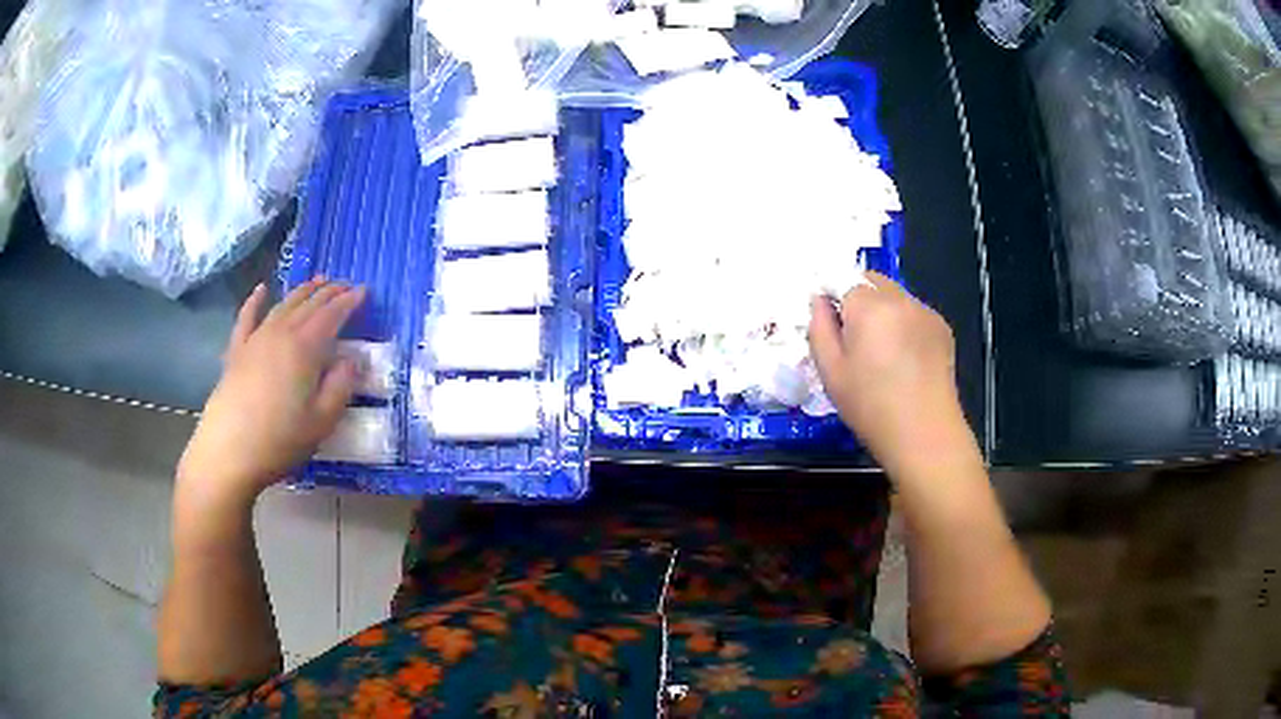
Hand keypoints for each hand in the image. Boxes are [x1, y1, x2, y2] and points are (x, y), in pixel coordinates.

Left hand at [177, 279, 364, 507]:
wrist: (228, 451)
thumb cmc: (280, 440)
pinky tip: (262, 289)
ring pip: (283, 305)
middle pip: (308, 304)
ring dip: (302, 291)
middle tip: (345, 285)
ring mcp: (256, 339)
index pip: (332, 315)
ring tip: (316, 282)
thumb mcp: (322, 421)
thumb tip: (352, 360)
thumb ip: (341, 386)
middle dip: (329, 292)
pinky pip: (247, 317)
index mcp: (305, 348)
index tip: (364, 291)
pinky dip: (255, 300)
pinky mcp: (236, 351)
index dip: (349, 301)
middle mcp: (281, 333)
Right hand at [808, 272, 976, 476]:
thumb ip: (819, 328)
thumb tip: (819, 301)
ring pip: (894, 295)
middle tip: (854, 338)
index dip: (832, 296)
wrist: (924, 433)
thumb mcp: (831, 372)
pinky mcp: (941, 327)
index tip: (829, 322)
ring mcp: (925, 311)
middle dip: (858, 298)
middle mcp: (899, 299)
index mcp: (869, 306)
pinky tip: (904, 357)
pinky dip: (904, 323)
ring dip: (882, 310)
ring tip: (881, 350)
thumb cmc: (870, 407)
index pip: (842, 279)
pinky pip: (914, 312)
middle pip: (871, 281)